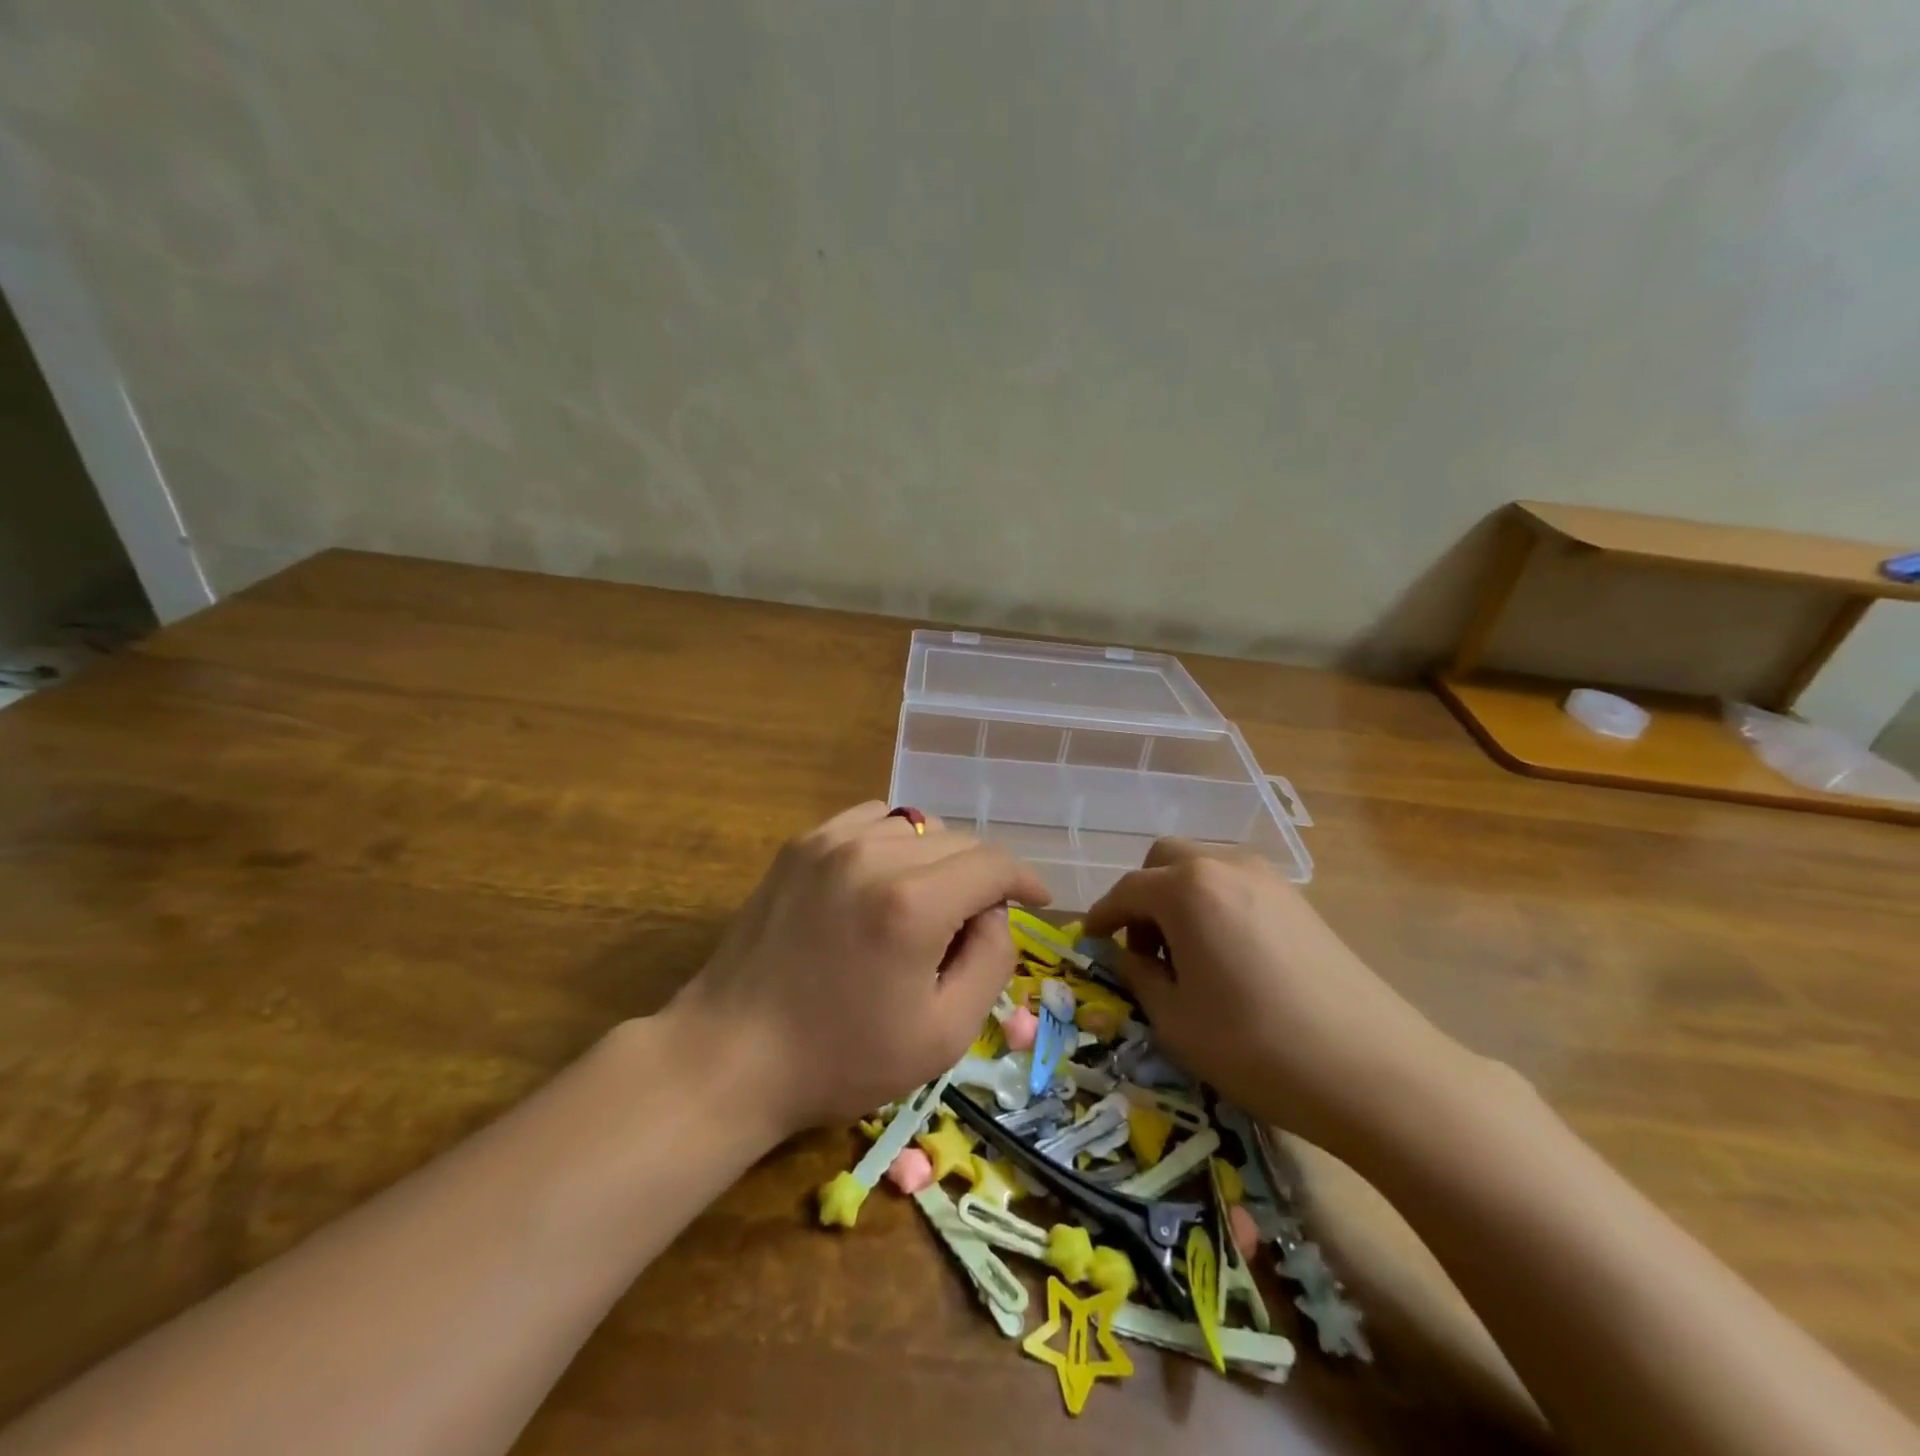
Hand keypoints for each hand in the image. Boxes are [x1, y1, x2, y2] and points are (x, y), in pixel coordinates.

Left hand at [669, 802, 1050, 1135]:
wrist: (732, 1055)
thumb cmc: (841, 1058)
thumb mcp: (943, 1034)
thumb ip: (991, 961)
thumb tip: (994, 912)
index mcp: (912, 904)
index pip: (993, 864)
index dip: (1025, 880)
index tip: (1038, 900)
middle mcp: (874, 854)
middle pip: (958, 841)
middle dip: (981, 878)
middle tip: (973, 926)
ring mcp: (830, 841)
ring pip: (916, 825)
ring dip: (937, 858)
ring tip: (927, 903)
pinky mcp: (801, 844)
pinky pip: (871, 820)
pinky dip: (894, 842)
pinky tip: (885, 880)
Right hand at [1084, 838, 1467, 1155]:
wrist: (1377, 1073)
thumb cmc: (1258, 1047)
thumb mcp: (1176, 1022)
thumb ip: (1139, 977)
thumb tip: (1128, 955)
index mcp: (1187, 889)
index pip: (1127, 889)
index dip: (1101, 915)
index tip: (1090, 941)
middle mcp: (1226, 867)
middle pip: (1165, 860)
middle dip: (1142, 896)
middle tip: (1143, 947)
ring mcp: (1270, 879)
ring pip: (1204, 868)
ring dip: (1180, 898)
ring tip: (1187, 956)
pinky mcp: (1301, 902)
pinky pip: (1239, 885)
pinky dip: (1216, 905)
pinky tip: (1229, 957)